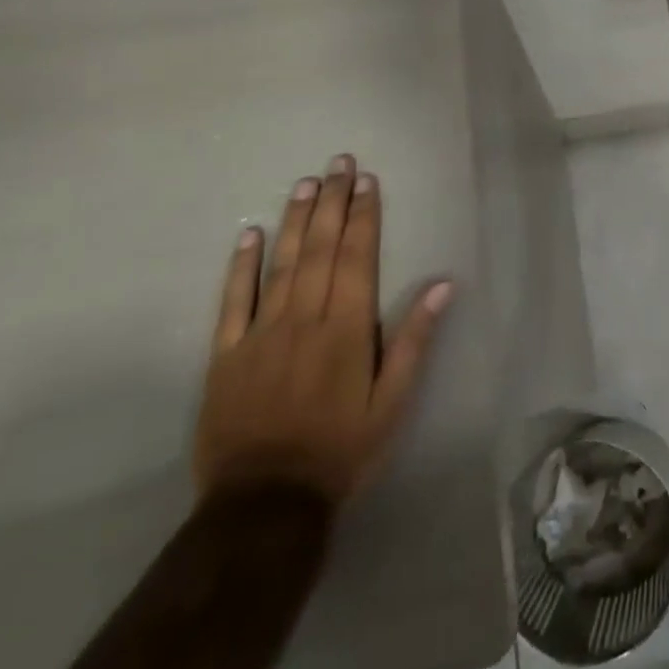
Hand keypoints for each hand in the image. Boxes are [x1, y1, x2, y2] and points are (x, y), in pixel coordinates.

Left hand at [194, 154, 452, 505]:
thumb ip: (415, 339)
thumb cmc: (342, 450)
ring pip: (280, 264)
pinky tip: (249, 233)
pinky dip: (240, 266)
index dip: (363, 216)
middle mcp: (305, 319)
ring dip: (295, 220)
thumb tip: (443, 284)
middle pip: (320, 249)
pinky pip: (232, 302)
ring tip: (305, 183)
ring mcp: (260, 334)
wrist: (265, 505)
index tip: (367, 181)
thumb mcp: (394, 401)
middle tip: (338, 163)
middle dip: (332, 202)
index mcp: (348, 328)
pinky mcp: (226, 356)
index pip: (358, 257)